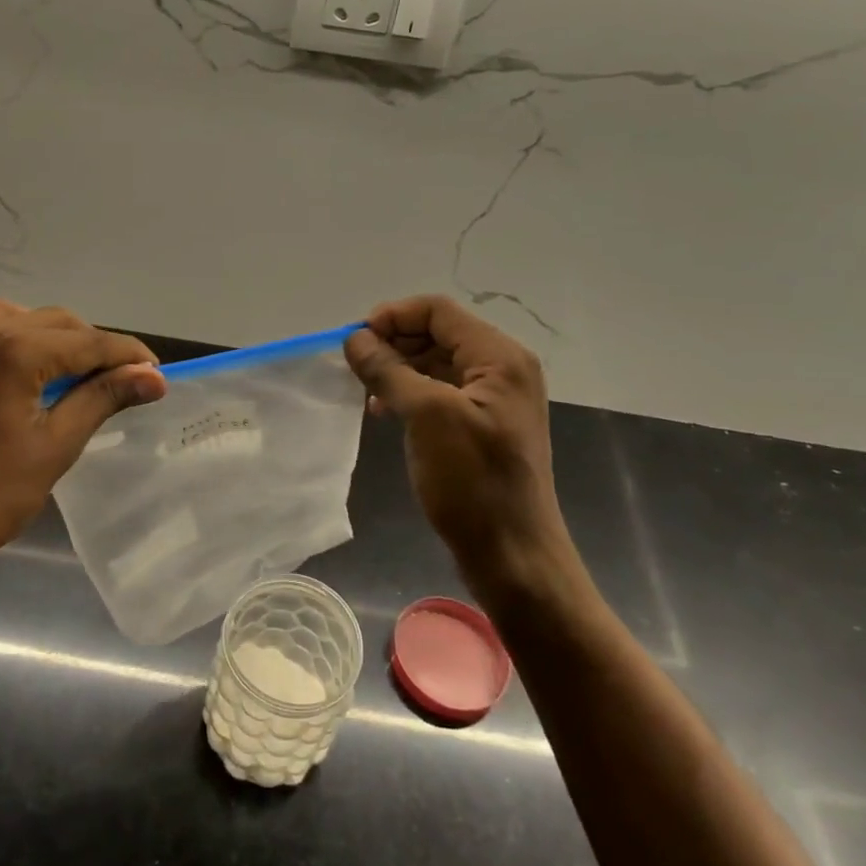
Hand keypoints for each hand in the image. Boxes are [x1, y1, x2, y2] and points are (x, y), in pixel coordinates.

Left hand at [0, 297, 165, 601]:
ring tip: (57, 361)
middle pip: (50, 322)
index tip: (154, 373)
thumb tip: (152, 376)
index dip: (127, 355)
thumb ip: (102, 400)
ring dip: (34, 329)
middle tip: (115, 380)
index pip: (88, 342)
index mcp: (17, 353)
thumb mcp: (54, 449)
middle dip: (90, 344)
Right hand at [345, 295, 582, 612]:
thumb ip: (389, 370)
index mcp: (499, 357)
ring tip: (363, 390)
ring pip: (435, 363)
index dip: (392, 317)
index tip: (353, 342)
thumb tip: (354, 338)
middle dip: (392, 342)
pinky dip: (409, 393)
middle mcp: (501, 369)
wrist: (512, 555)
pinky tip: (383, 411)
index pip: (438, 311)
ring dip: (397, 368)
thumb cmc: (472, 482)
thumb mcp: (427, 417)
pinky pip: (440, 392)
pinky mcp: (482, 425)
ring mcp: (493, 399)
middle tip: (353, 367)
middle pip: (437, 333)